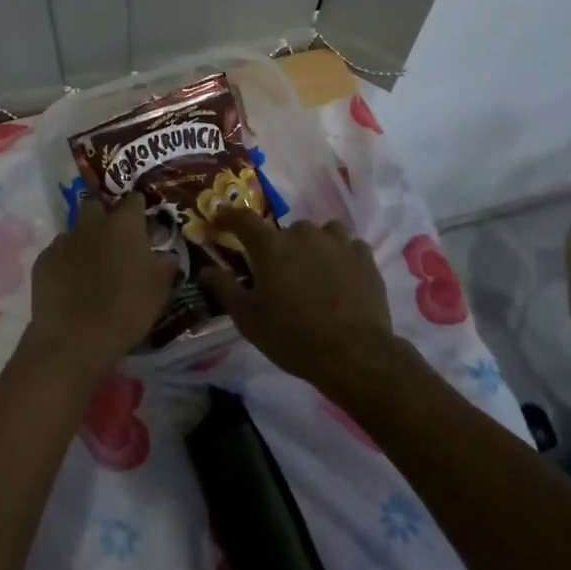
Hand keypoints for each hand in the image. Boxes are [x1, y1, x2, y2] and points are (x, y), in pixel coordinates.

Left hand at [25, 197, 177, 380]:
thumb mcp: (158, 291)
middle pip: (97, 203)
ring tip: (92, 262)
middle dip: (105, 213)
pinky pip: (58, 250)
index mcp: (124, 225)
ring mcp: (64, 240)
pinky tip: (70, 280)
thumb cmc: (126, 311)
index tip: (142, 222)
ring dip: (85, 237)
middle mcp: (93, 223)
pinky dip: (66, 259)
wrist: (75, 340)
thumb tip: (168, 255)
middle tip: (115, 237)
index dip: (138, 208)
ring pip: (76, 227)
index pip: (133, 199)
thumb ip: (165, 266)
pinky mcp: (43, 260)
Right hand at [201, 208, 394, 390]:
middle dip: (279, 246)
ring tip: (313, 270)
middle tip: (279, 273)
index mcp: (271, 246)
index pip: (243, 220)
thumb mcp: (247, 318)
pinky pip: (348, 246)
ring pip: (320, 233)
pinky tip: (341, 276)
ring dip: (314, 246)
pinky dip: (341, 256)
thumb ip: (224, 288)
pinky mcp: (365, 257)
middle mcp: (303, 234)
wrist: (353, 354)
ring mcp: (338, 242)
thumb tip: (205, 269)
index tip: (220, 215)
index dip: (229, 216)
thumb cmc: (291, 336)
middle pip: (285, 231)